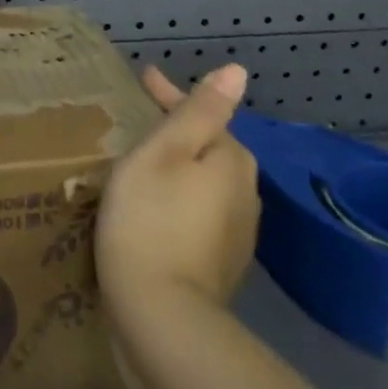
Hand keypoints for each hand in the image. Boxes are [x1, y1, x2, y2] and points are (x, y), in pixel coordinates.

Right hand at [97, 63, 260, 321]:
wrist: (161, 317)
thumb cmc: (150, 219)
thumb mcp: (163, 152)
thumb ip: (198, 111)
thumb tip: (238, 71)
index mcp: (231, 161)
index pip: (203, 114)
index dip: (170, 94)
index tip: (143, 79)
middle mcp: (246, 194)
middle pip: (210, 149)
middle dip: (179, 132)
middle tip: (141, 122)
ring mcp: (237, 235)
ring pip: (207, 184)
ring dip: (180, 170)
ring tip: (145, 164)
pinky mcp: (221, 265)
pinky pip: (201, 215)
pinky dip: (179, 202)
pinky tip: (157, 210)